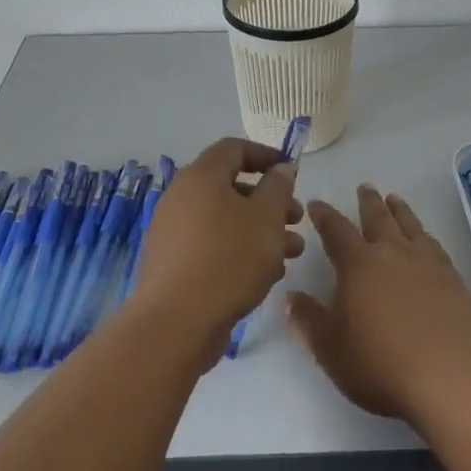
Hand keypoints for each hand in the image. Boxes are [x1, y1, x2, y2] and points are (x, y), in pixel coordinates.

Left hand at [130, 137, 302, 363]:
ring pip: (225, 220)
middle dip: (269, 201)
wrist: (176, 322)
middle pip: (231, 187)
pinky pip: (212, 245)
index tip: (291, 170)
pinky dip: (239, 250)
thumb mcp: (266, 217)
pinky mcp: (173, 263)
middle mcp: (181, 197)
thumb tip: (281, 168)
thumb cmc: (229, 258)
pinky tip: (266, 274)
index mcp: (201, 176)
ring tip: (292, 252)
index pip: (234, 148)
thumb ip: (278, 187)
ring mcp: (173, 232)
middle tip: (296, 219)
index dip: (266, 154)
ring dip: (260, 230)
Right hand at [289, 184, 470, 424]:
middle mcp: (392, 254)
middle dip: (368, 202)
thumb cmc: (381, 365)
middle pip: (378, 218)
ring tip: (394, 198)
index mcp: (358, 265)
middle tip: (365, 186)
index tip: (316, 203)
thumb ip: (309, 320)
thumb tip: (291, 296)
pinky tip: (426, 238)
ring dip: (400, 210)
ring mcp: (427, 264)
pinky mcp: (454, 279)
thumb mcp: (331, 349)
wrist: (453, 377)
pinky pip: (435, 245)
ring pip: (410, 225)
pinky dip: (425, 234)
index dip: (324, 216)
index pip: (336, 231)